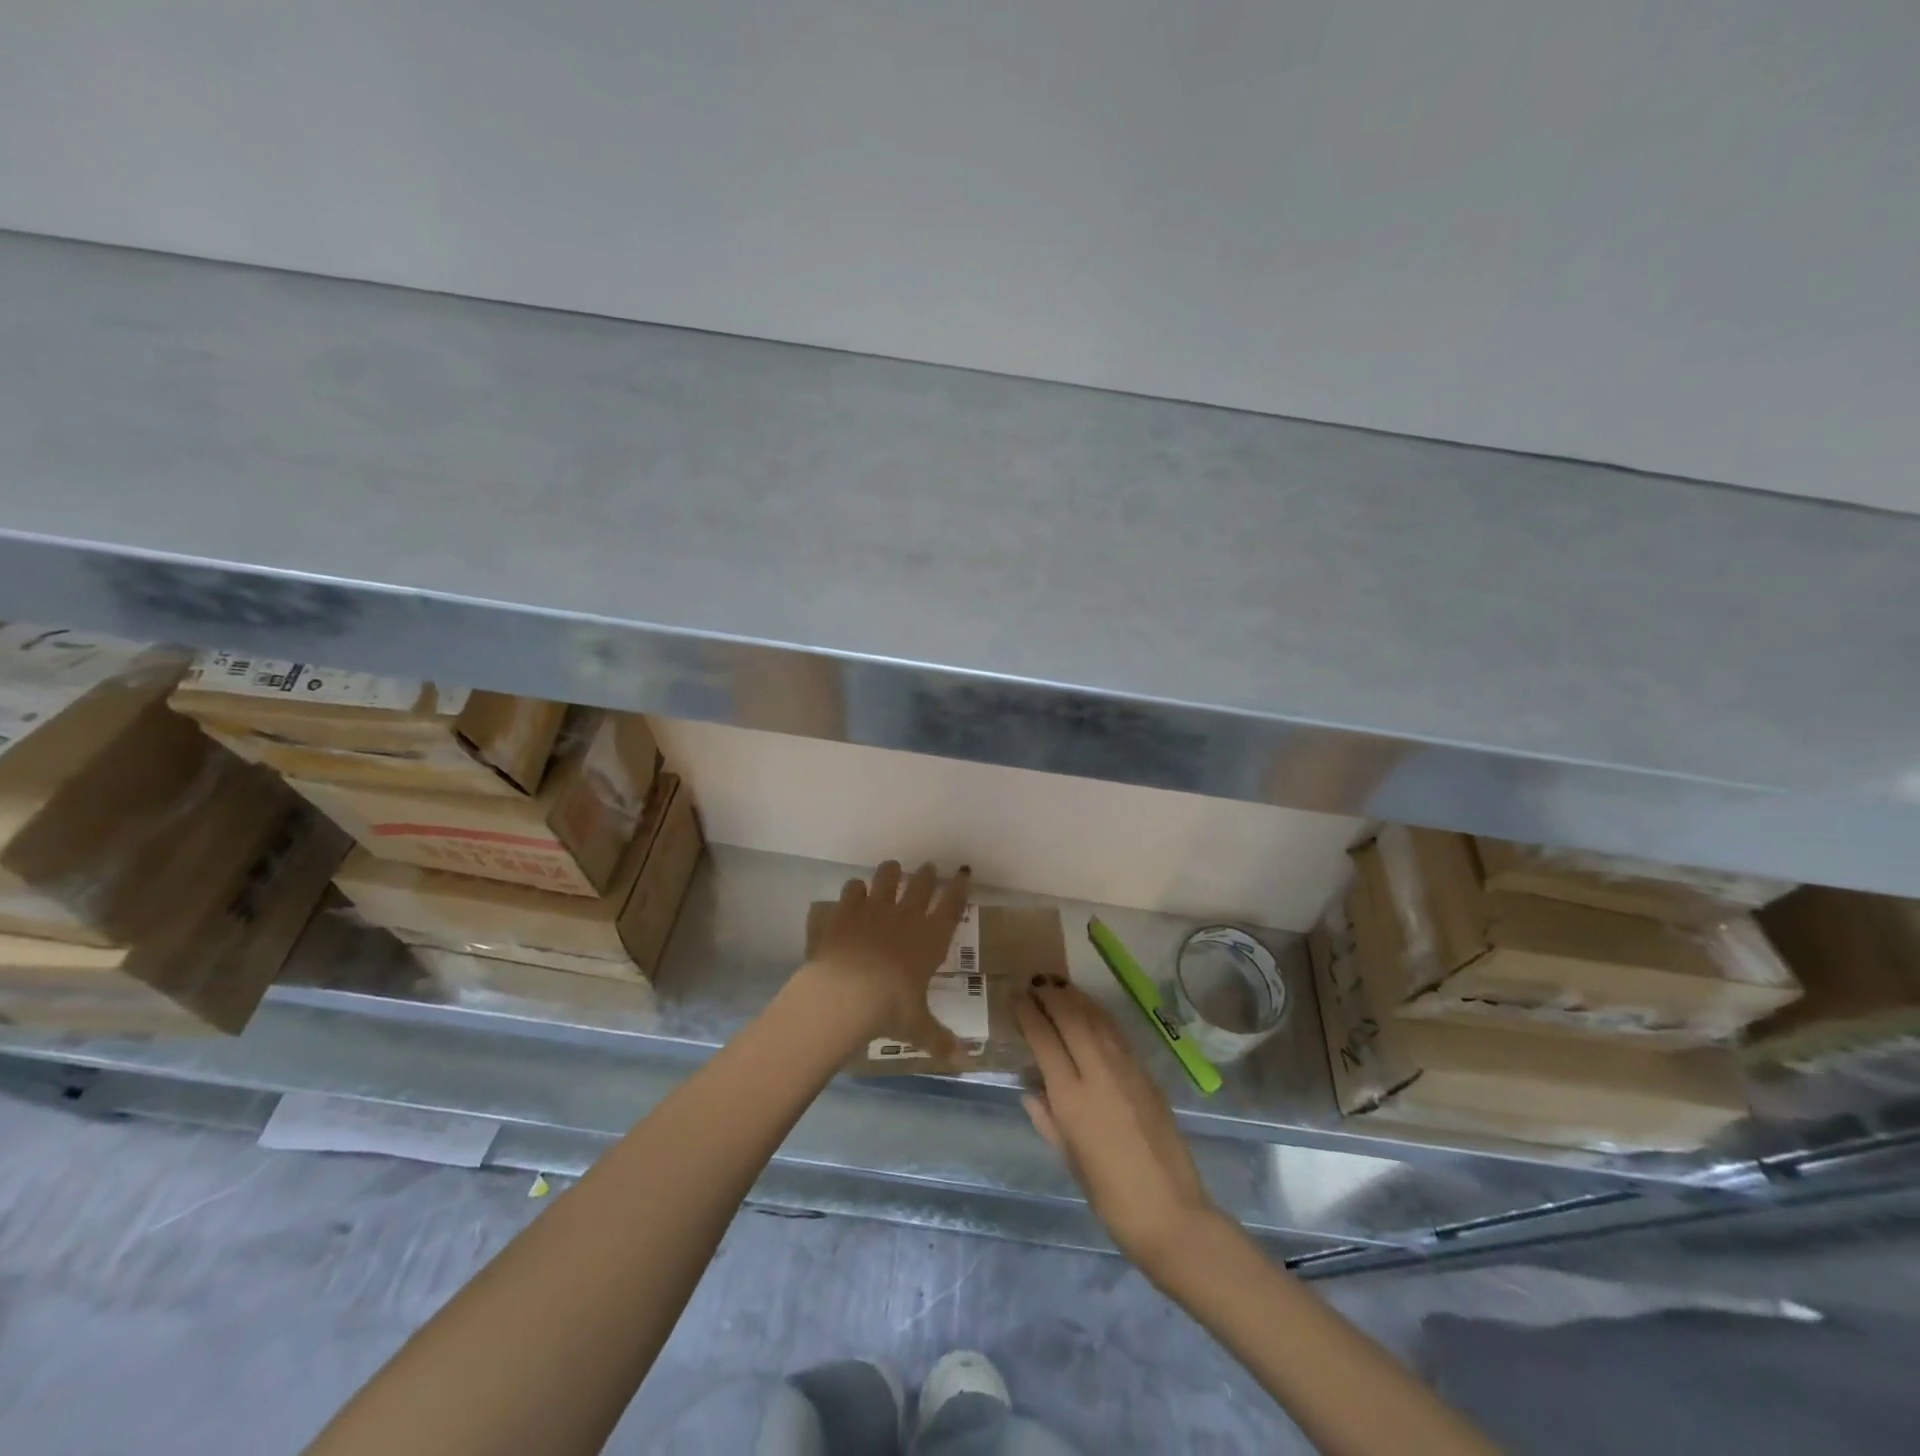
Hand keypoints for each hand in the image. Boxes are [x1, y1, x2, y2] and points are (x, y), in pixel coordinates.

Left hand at [803, 860, 971, 1061]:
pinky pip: (853, 889)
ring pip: (886, 877)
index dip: (959, 889)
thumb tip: (965, 1061)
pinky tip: (854, 893)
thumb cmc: (890, 1009)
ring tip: (892, 869)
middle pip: (921, 884)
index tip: (962, 874)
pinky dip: (855, 889)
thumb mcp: (919, 1028)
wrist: (845, 993)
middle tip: (928, 868)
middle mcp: (906, 917)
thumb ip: (940, 1040)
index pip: (952, 906)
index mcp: (931, 939)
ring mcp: (874, 909)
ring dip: (890, 872)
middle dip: (927, 874)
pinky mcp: (846, 911)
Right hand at [1017, 984, 1218, 1269]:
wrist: (1170, 1213)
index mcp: (1072, 1098)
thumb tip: (1031, 1089)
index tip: (1016, 998)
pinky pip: (1116, 1033)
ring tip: (1059, 986)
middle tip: (1035, 984)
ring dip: (1075, 998)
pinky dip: (1098, 1015)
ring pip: (1096, 1019)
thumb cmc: (1110, 1196)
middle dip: (1051, 997)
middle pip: (1071, 1019)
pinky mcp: (1147, 1074)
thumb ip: (1048, 1119)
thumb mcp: (1070, 1159)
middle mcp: (1098, 1074)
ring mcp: (1126, 1070)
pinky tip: (1091, 1012)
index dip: (1029, 1015)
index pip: (1045, 1041)